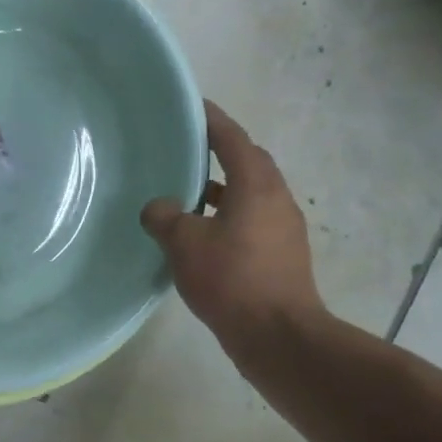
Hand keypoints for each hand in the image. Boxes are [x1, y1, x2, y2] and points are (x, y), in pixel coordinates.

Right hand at [141, 101, 326, 358]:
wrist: (279, 336)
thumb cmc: (232, 278)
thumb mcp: (184, 242)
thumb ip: (165, 216)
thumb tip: (158, 208)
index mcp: (257, 185)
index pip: (233, 139)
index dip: (212, 120)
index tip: (193, 105)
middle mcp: (276, 199)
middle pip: (248, 164)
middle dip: (219, 153)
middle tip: (186, 148)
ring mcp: (283, 229)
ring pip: (249, 195)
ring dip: (221, 189)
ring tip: (186, 194)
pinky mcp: (281, 256)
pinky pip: (250, 221)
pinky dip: (226, 217)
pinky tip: (200, 235)